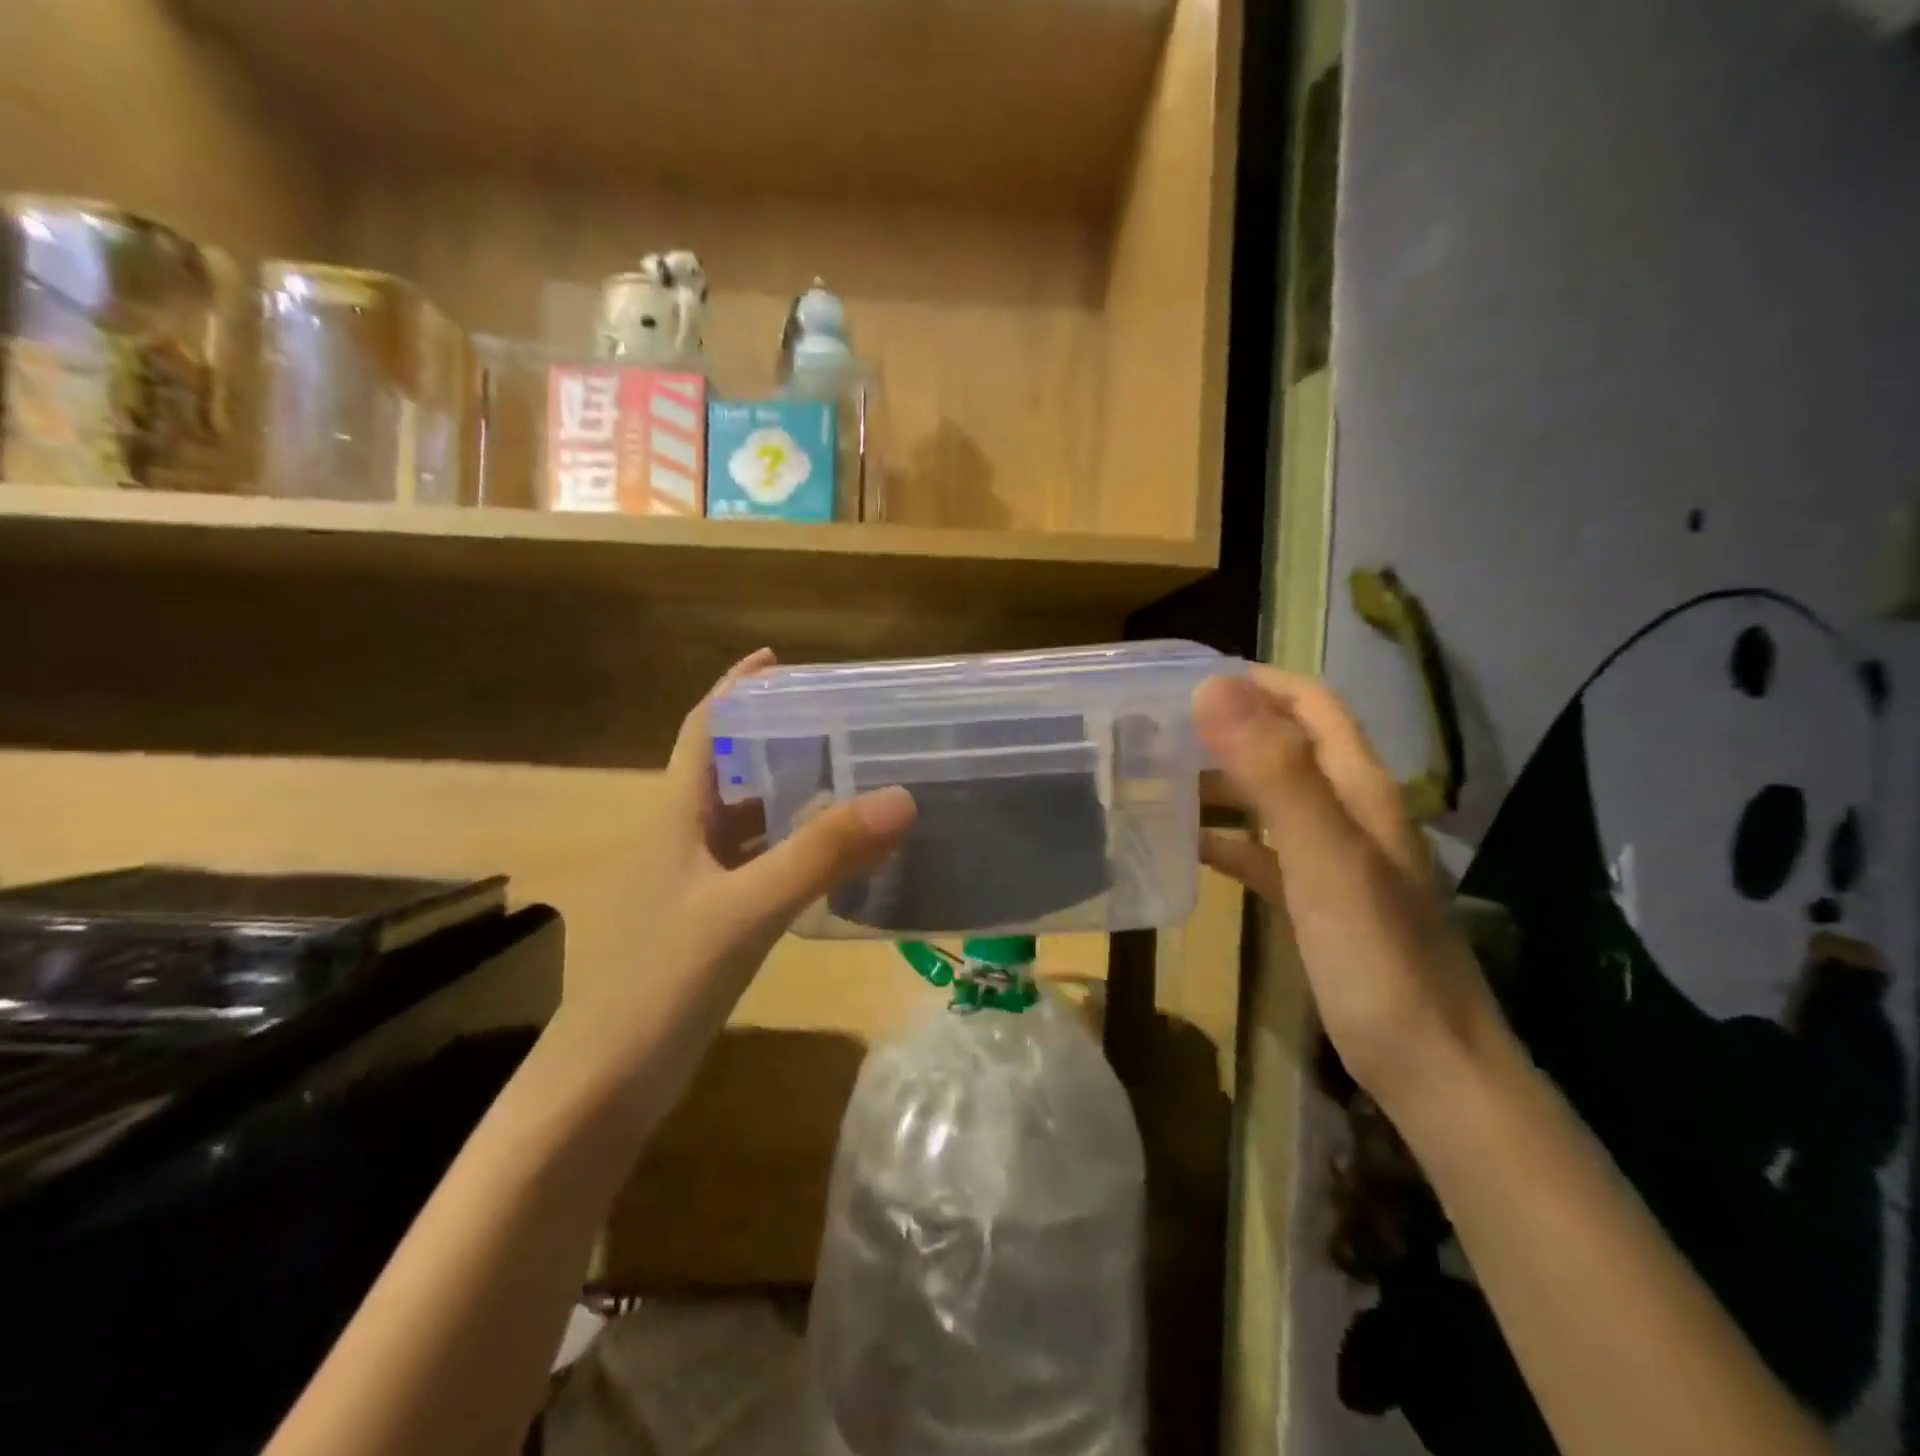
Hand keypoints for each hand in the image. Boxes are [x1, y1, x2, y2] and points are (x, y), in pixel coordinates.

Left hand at [545, 650, 915, 1101]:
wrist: (603, 1089)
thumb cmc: (660, 984)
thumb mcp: (745, 911)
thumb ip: (821, 855)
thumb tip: (901, 798)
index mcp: (675, 820)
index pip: (702, 731)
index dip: (734, 690)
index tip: (776, 661)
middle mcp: (681, 843)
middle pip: (728, 772)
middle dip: (775, 741)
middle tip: (839, 725)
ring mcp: (693, 889)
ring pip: (745, 825)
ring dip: (788, 799)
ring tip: (849, 781)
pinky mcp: (708, 928)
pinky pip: (758, 870)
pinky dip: (793, 854)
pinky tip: (832, 863)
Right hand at [1193, 667, 1505, 1120]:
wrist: (1430, 1070)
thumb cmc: (1377, 960)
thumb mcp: (1324, 859)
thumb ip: (1275, 773)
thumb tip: (1217, 688)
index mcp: (1360, 790)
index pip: (1312, 705)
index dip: (1259, 681)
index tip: (1189, 677)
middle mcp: (1349, 813)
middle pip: (1286, 747)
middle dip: (1228, 728)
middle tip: (1156, 728)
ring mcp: (1332, 860)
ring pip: (1269, 799)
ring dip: (1220, 782)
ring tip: (1157, 778)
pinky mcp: (1315, 902)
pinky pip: (1263, 853)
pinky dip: (1226, 840)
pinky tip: (1185, 845)